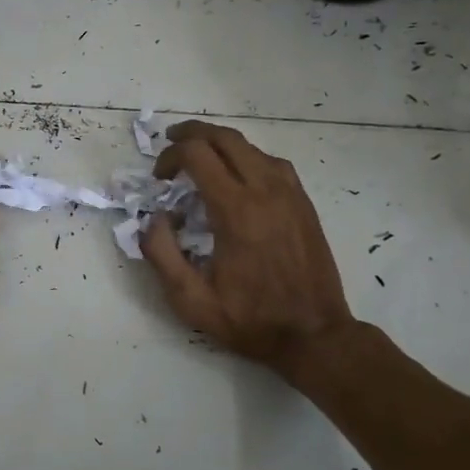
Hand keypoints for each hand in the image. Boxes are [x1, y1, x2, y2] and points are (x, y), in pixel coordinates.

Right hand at [141, 121, 355, 377]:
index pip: (196, 154)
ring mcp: (289, 193)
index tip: (159, 178)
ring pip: (250, 146)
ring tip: (198, 157)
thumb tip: (155, 218)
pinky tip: (236, 175)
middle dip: (191, 134)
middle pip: (224, 138)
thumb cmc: (250, 320)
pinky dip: (245, 157)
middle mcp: (265, 190)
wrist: (314, 334)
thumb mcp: (191, 300)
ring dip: (219, 144)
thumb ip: (161, 254)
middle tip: (170, 145)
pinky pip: (271, 162)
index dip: (169, 156)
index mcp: (235, 211)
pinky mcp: (303, 202)